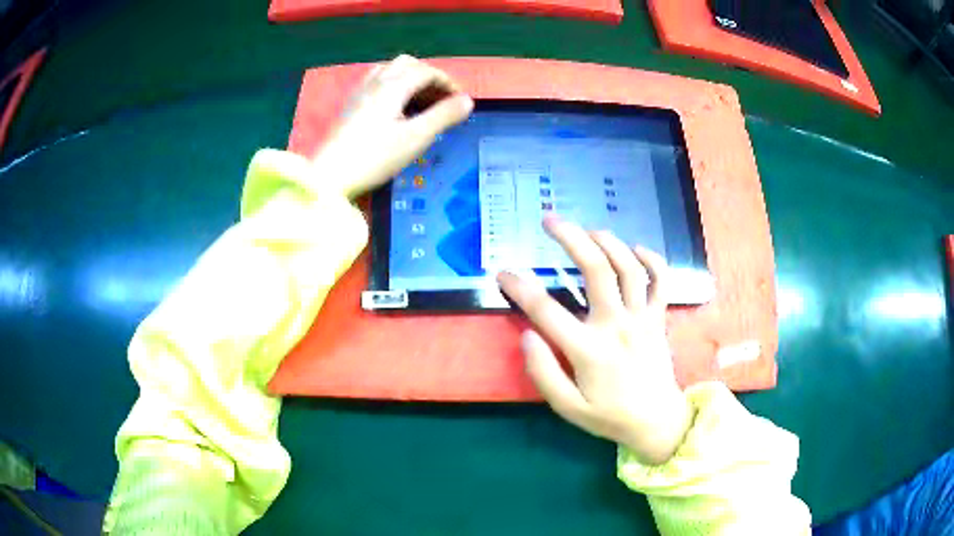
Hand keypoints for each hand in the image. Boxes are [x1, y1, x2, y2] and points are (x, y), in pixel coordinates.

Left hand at [312, 54, 473, 197]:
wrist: (330, 175)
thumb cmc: (375, 157)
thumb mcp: (415, 138)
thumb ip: (443, 116)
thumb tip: (468, 101)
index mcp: (393, 85)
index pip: (427, 72)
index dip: (448, 83)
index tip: (460, 103)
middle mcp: (376, 82)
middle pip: (408, 64)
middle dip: (429, 77)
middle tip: (440, 100)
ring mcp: (360, 92)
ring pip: (390, 71)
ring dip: (410, 79)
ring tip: (420, 102)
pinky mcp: (351, 105)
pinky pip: (376, 82)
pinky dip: (393, 86)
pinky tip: (395, 107)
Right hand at [498, 216, 692, 464]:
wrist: (656, 422)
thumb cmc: (609, 416)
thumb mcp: (568, 407)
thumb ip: (544, 373)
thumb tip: (527, 337)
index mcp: (589, 350)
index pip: (546, 310)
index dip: (520, 288)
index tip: (502, 273)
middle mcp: (617, 325)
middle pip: (595, 270)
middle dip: (570, 239)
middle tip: (550, 220)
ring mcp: (642, 318)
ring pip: (628, 267)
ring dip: (607, 241)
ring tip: (587, 230)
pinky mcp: (658, 318)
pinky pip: (660, 280)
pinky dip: (651, 259)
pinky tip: (635, 249)